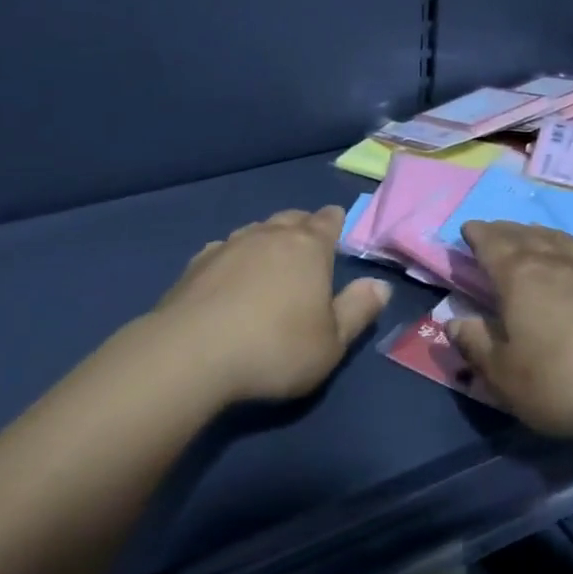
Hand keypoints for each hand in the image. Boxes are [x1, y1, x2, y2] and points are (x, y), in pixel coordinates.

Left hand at [151, 206, 392, 405]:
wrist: (192, 353)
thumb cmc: (275, 348)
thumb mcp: (331, 343)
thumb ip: (358, 310)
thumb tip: (380, 284)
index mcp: (308, 248)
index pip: (327, 222)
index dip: (335, 220)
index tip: (337, 220)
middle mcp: (269, 236)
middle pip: (290, 219)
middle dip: (302, 224)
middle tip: (308, 237)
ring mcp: (229, 245)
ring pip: (256, 230)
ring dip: (267, 237)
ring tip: (271, 254)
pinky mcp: (197, 263)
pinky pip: (224, 249)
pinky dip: (235, 256)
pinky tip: (231, 271)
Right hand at [449, 221, 572, 439]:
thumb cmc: (563, 382)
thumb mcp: (504, 376)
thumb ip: (475, 346)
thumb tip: (452, 321)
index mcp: (518, 278)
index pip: (491, 244)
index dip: (477, 234)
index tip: (467, 228)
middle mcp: (557, 264)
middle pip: (526, 236)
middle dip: (507, 230)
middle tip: (495, 230)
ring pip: (567, 242)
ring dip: (547, 235)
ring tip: (536, 233)